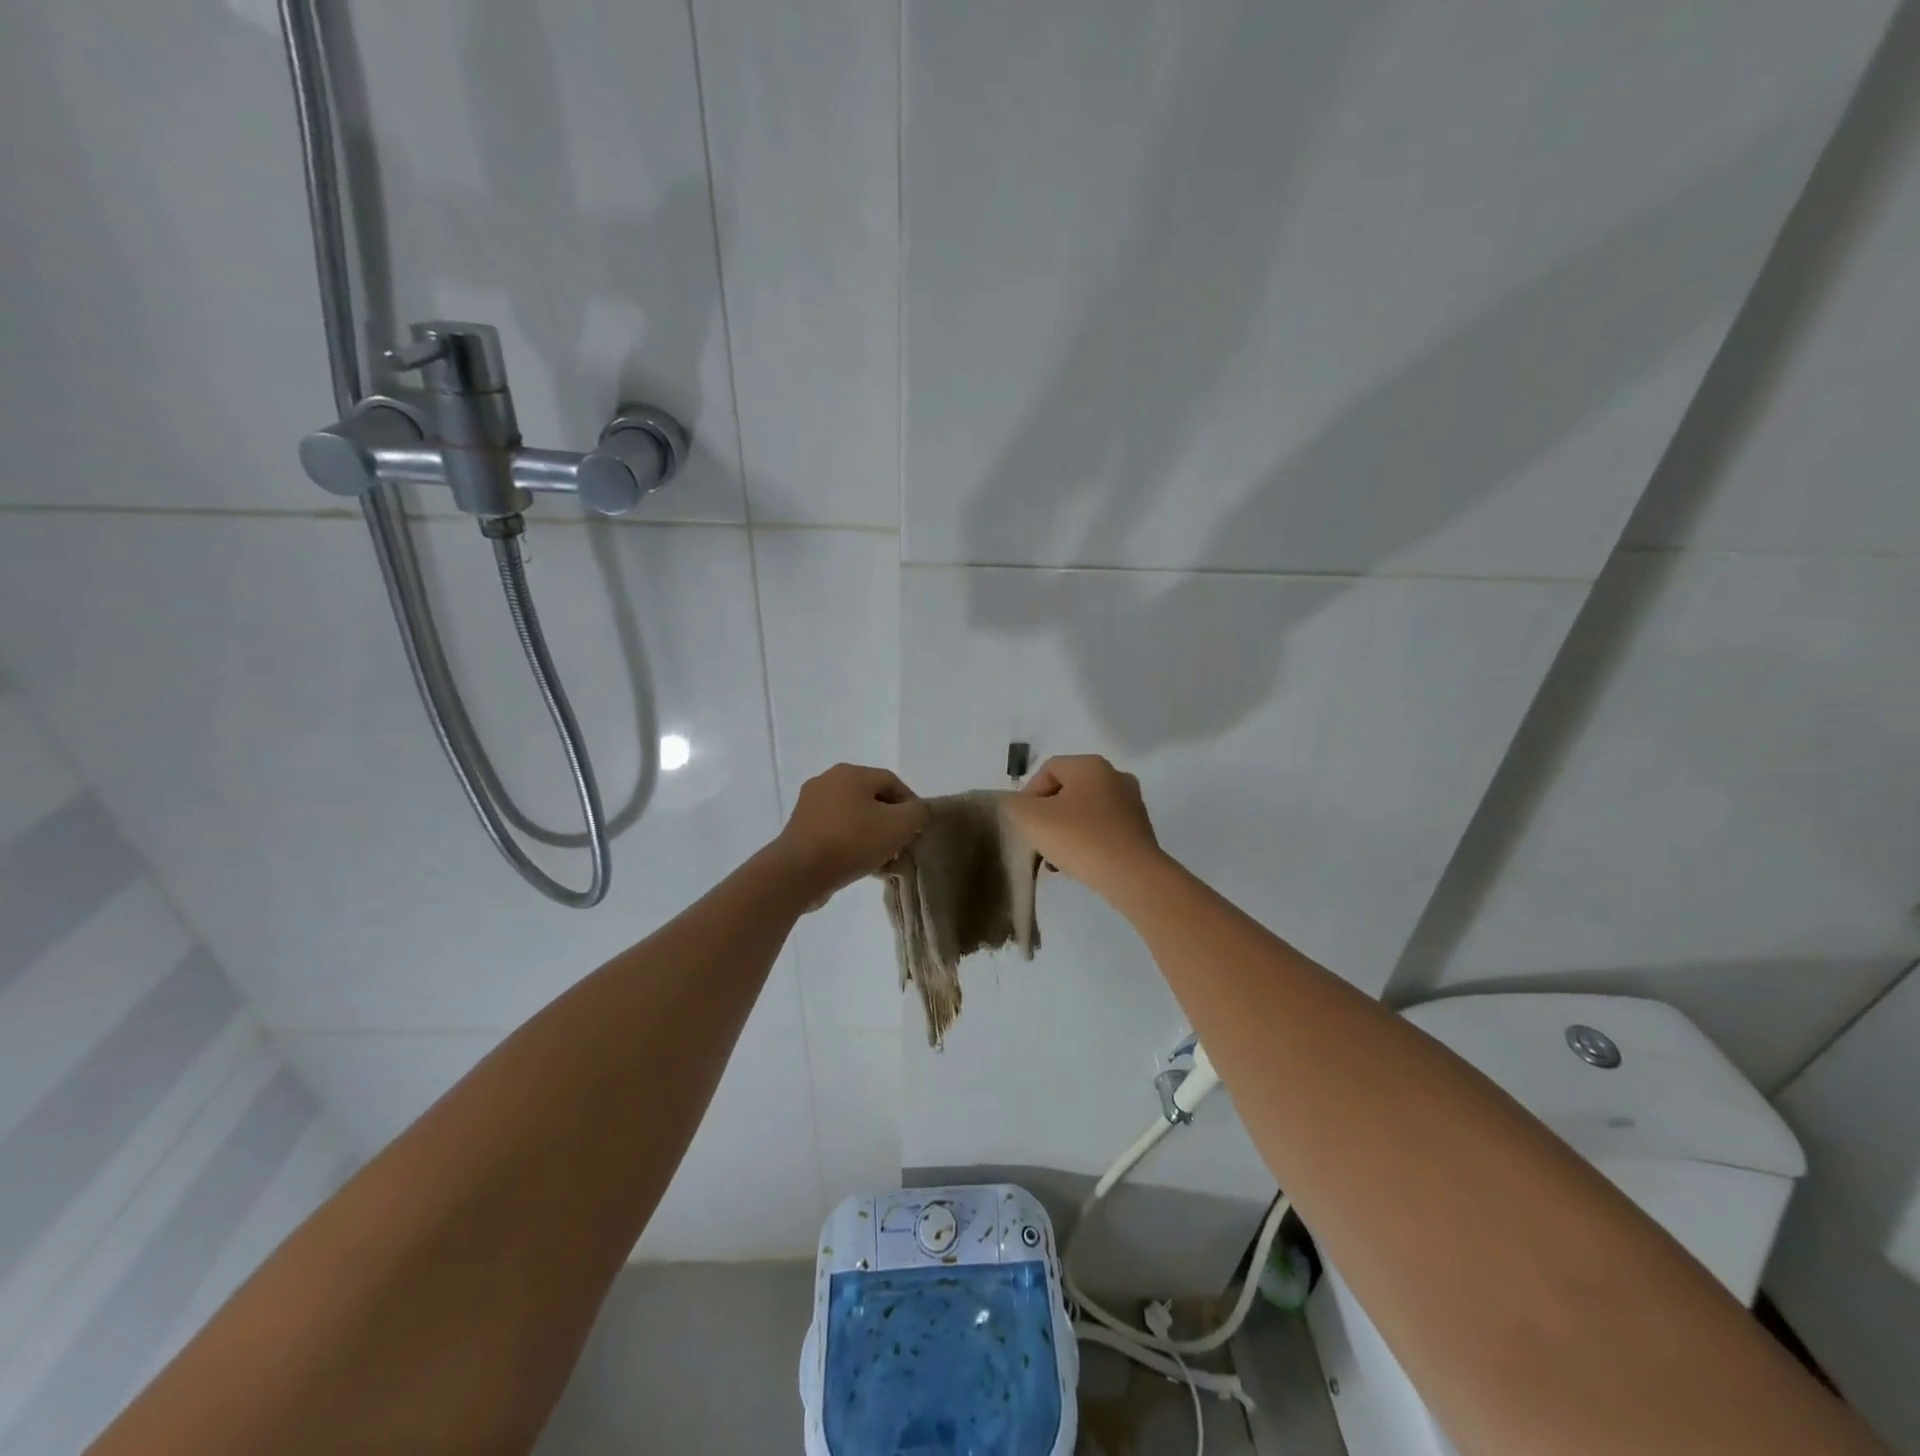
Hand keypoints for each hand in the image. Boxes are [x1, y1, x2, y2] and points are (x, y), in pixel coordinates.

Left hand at [772, 764, 928, 905]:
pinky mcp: (799, 827)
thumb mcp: (898, 826)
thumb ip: (917, 813)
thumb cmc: (852, 841)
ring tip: (881, 858)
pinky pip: (834, 829)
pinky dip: (850, 841)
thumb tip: (916, 811)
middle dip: (889, 820)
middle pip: (871, 797)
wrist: (799, 871)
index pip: (892, 781)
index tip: (917, 829)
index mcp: (851, 773)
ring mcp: (809, 803)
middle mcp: (827, 780)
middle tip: (900, 844)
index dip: (910, 804)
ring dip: (870, 833)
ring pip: (852, 815)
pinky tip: (858, 862)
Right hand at [1004, 755, 1165, 896]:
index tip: (1024, 823)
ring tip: (1056, 859)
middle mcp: (1115, 776)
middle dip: (1048, 815)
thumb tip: (1019, 805)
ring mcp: (1132, 803)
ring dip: (1066, 830)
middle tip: (1038, 840)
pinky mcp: (1140, 830)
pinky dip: (1087, 841)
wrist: (1132, 876)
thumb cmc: (1079, 838)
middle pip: (1068, 790)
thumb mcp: (1031, 818)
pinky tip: (1079, 864)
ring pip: (1085, 811)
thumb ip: (1015, 805)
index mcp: (1090, 765)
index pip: (1048, 769)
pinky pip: (1104, 829)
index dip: (1029, 794)